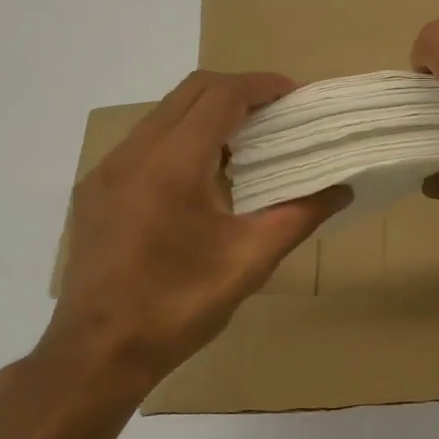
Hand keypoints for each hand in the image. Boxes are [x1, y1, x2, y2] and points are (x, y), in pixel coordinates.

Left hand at [30, 71, 348, 424]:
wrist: (98, 352)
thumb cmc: (179, 306)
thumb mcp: (250, 261)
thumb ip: (299, 216)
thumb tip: (342, 189)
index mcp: (173, 165)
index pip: (221, 96)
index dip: (262, 86)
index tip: (296, 95)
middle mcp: (134, 153)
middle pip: (191, 92)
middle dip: (238, 91)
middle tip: (278, 113)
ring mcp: (108, 170)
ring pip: (164, 114)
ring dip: (208, 113)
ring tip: (248, 141)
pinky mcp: (96, 190)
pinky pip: (145, 142)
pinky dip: (182, 138)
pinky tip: (203, 176)